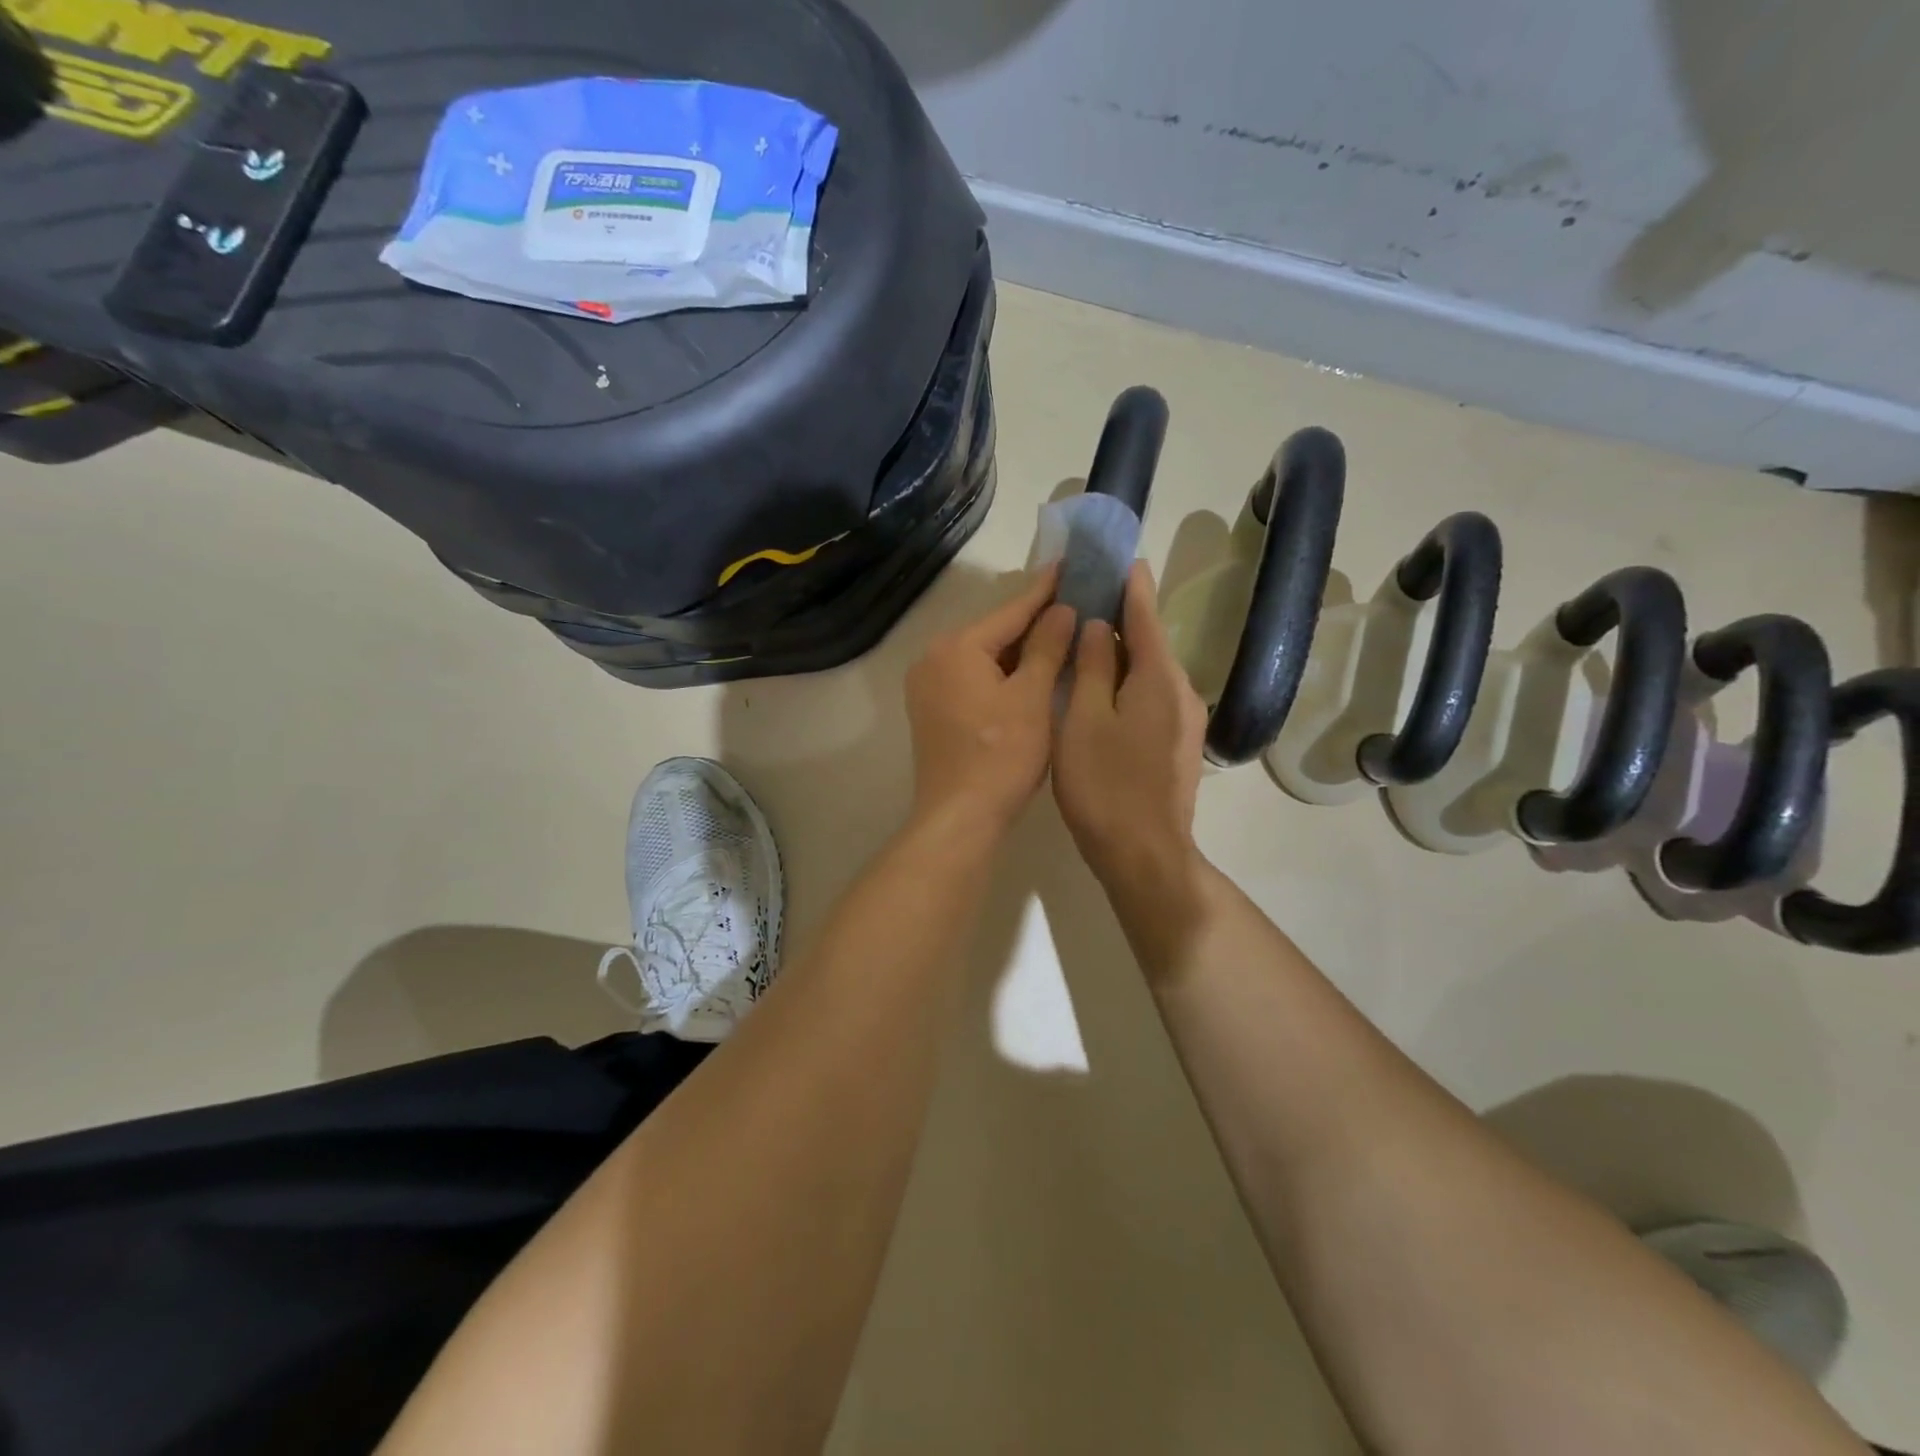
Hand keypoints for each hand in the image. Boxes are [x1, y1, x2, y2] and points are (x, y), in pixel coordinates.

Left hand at [904, 569, 1076, 839]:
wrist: (959, 816)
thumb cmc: (1001, 755)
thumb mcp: (1032, 697)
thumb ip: (1046, 647)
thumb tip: (1061, 609)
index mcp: (957, 647)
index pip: (1011, 610)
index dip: (1045, 589)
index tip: (1070, 563)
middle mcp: (933, 658)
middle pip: (994, 632)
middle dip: (1034, 622)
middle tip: (1075, 603)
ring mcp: (927, 686)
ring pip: (983, 657)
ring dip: (1019, 650)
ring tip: (1061, 635)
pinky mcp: (931, 711)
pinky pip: (972, 678)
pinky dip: (1001, 674)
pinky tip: (1030, 674)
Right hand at [1054, 562, 1208, 891]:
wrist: (1144, 855)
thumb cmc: (1105, 785)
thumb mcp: (1084, 720)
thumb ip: (1091, 668)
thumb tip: (1095, 627)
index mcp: (1158, 678)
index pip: (1144, 615)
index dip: (1130, 585)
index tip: (1120, 556)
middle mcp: (1180, 691)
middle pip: (1149, 643)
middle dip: (1120, 619)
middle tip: (1085, 599)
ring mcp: (1184, 722)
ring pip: (1149, 673)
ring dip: (1121, 653)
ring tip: (1086, 640)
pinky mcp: (1176, 747)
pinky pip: (1151, 698)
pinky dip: (1127, 683)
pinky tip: (1103, 689)